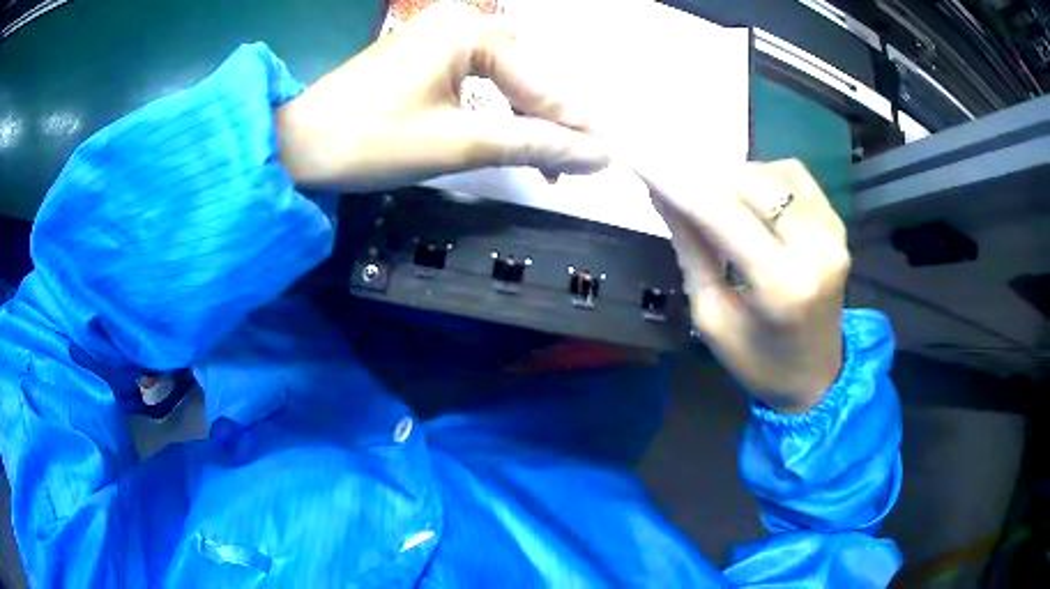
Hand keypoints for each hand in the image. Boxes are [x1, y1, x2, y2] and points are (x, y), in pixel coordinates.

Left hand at [276, 3, 608, 190]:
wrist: (297, 146)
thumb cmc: (370, 141)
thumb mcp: (458, 143)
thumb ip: (533, 144)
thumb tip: (596, 155)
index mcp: (468, 30)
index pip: (539, 82)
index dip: (573, 126)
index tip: (606, 161)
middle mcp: (460, 21)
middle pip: (526, 76)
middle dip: (549, 124)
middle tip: (574, 169)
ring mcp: (441, 35)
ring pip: (506, 80)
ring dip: (526, 121)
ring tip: (548, 164)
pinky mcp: (427, 55)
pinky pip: (479, 81)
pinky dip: (496, 112)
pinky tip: (511, 136)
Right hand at [642, 159, 849, 412]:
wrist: (816, 377)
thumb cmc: (758, 361)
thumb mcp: (711, 316)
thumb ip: (691, 249)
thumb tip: (662, 194)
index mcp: (781, 285)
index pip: (721, 213)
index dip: (676, 180)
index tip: (638, 157)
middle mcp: (815, 248)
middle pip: (749, 183)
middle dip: (702, 174)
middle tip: (669, 177)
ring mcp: (833, 232)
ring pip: (770, 173)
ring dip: (732, 176)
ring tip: (710, 195)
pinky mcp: (838, 223)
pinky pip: (794, 176)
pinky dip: (763, 176)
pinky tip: (748, 196)